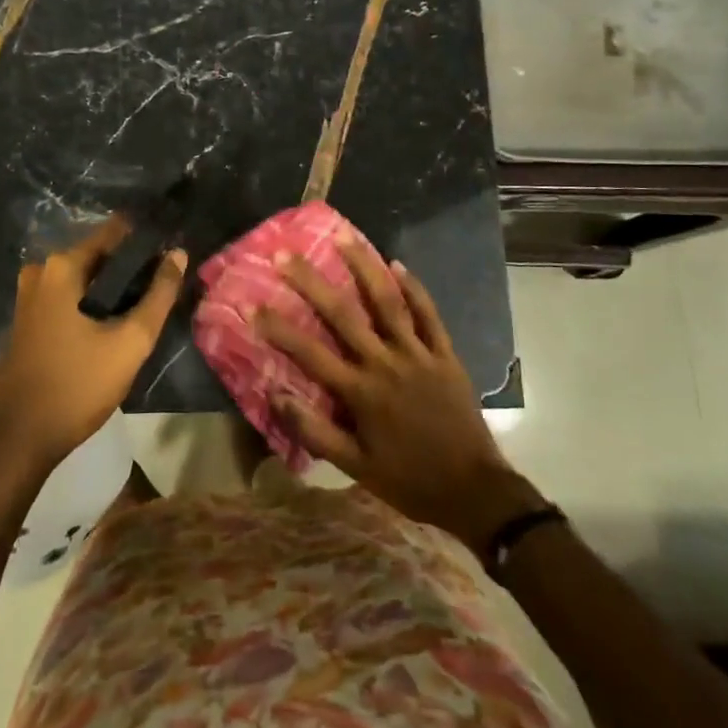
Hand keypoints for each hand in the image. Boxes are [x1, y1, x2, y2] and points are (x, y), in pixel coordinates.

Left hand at [0, 218, 186, 486]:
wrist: (17, 442)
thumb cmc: (76, 387)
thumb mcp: (130, 342)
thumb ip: (159, 295)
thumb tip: (178, 253)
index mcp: (62, 267)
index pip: (115, 232)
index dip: (147, 240)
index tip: (173, 250)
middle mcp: (41, 272)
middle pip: (100, 256)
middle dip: (132, 267)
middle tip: (166, 285)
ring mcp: (29, 297)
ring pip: (85, 279)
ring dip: (114, 288)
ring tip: (148, 306)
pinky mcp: (27, 320)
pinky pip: (69, 297)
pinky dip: (93, 303)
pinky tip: (116, 324)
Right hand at [260, 233, 545, 558]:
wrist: (473, 490)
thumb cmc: (408, 480)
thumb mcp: (355, 468)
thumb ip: (315, 431)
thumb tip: (275, 396)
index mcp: (361, 392)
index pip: (310, 353)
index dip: (279, 329)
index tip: (253, 304)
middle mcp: (386, 363)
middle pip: (344, 314)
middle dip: (312, 282)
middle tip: (287, 254)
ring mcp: (418, 354)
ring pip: (388, 302)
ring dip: (364, 267)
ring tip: (344, 237)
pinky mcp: (445, 354)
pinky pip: (428, 314)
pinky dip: (414, 288)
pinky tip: (397, 264)